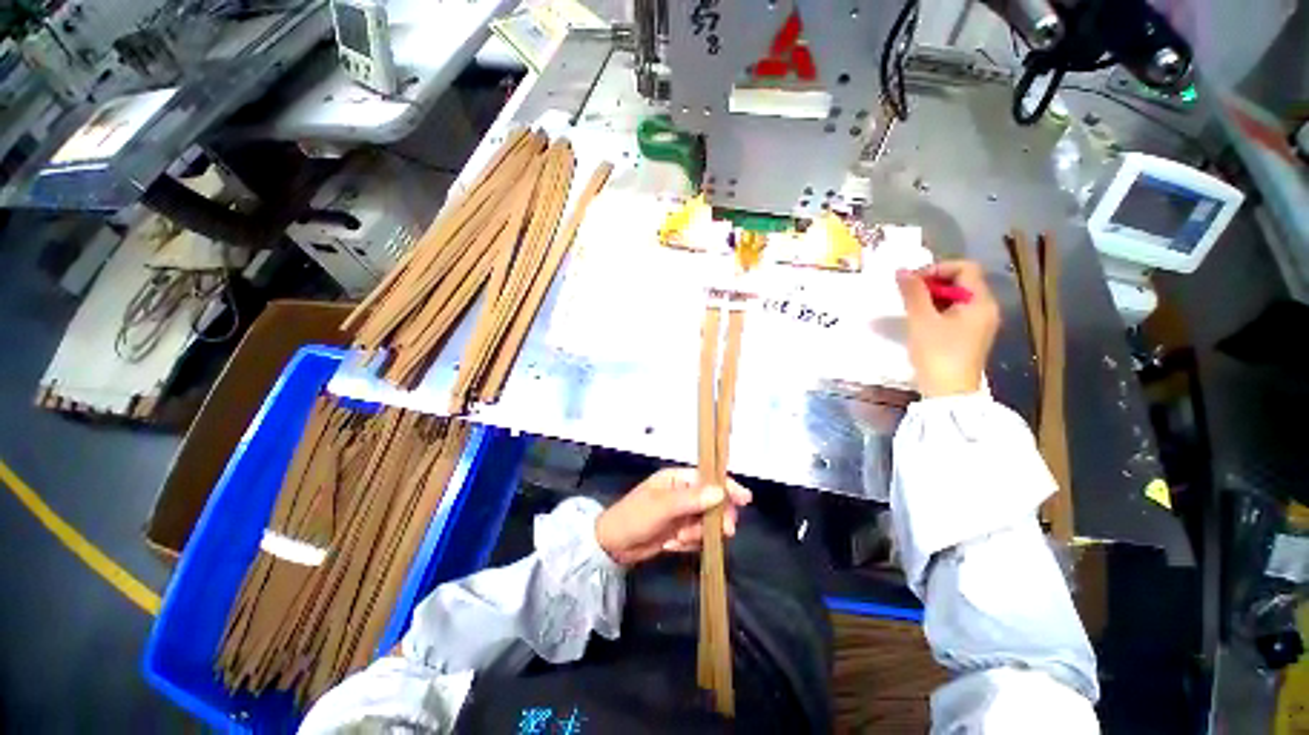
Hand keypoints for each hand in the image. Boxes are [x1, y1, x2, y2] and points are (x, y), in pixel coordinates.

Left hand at [594, 468, 752, 565]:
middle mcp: (681, 494)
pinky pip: (696, 536)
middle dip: (716, 516)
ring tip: (681, 537)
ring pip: (705, 522)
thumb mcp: (662, 506)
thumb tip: (720, 491)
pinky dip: (690, 542)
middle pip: (711, 502)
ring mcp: (680, 514)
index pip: (708, 479)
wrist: (612, 546)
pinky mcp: (678, 531)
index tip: (745, 499)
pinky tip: (675, 544)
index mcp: (677, 479)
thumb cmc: (634, 517)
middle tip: (725, 531)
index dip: (727, 487)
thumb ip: (691, 499)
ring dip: (699, 532)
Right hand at [897, 260, 999, 397]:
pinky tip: (919, 321)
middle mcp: (985, 309)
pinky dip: (935, 311)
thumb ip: (913, 293)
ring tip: (909, 308)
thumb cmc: (937, 353)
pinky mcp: (968, 337)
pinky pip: (953, 313)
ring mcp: (978, 324)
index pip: (965, 268)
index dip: (937, 268)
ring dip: (931, 298)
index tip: (912, 281)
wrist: (948, 392)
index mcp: (980, 301)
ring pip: (955, 298)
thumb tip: (902, 270)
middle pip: (961, 282)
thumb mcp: (921, 320)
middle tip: (907, 294)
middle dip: (932, 283)